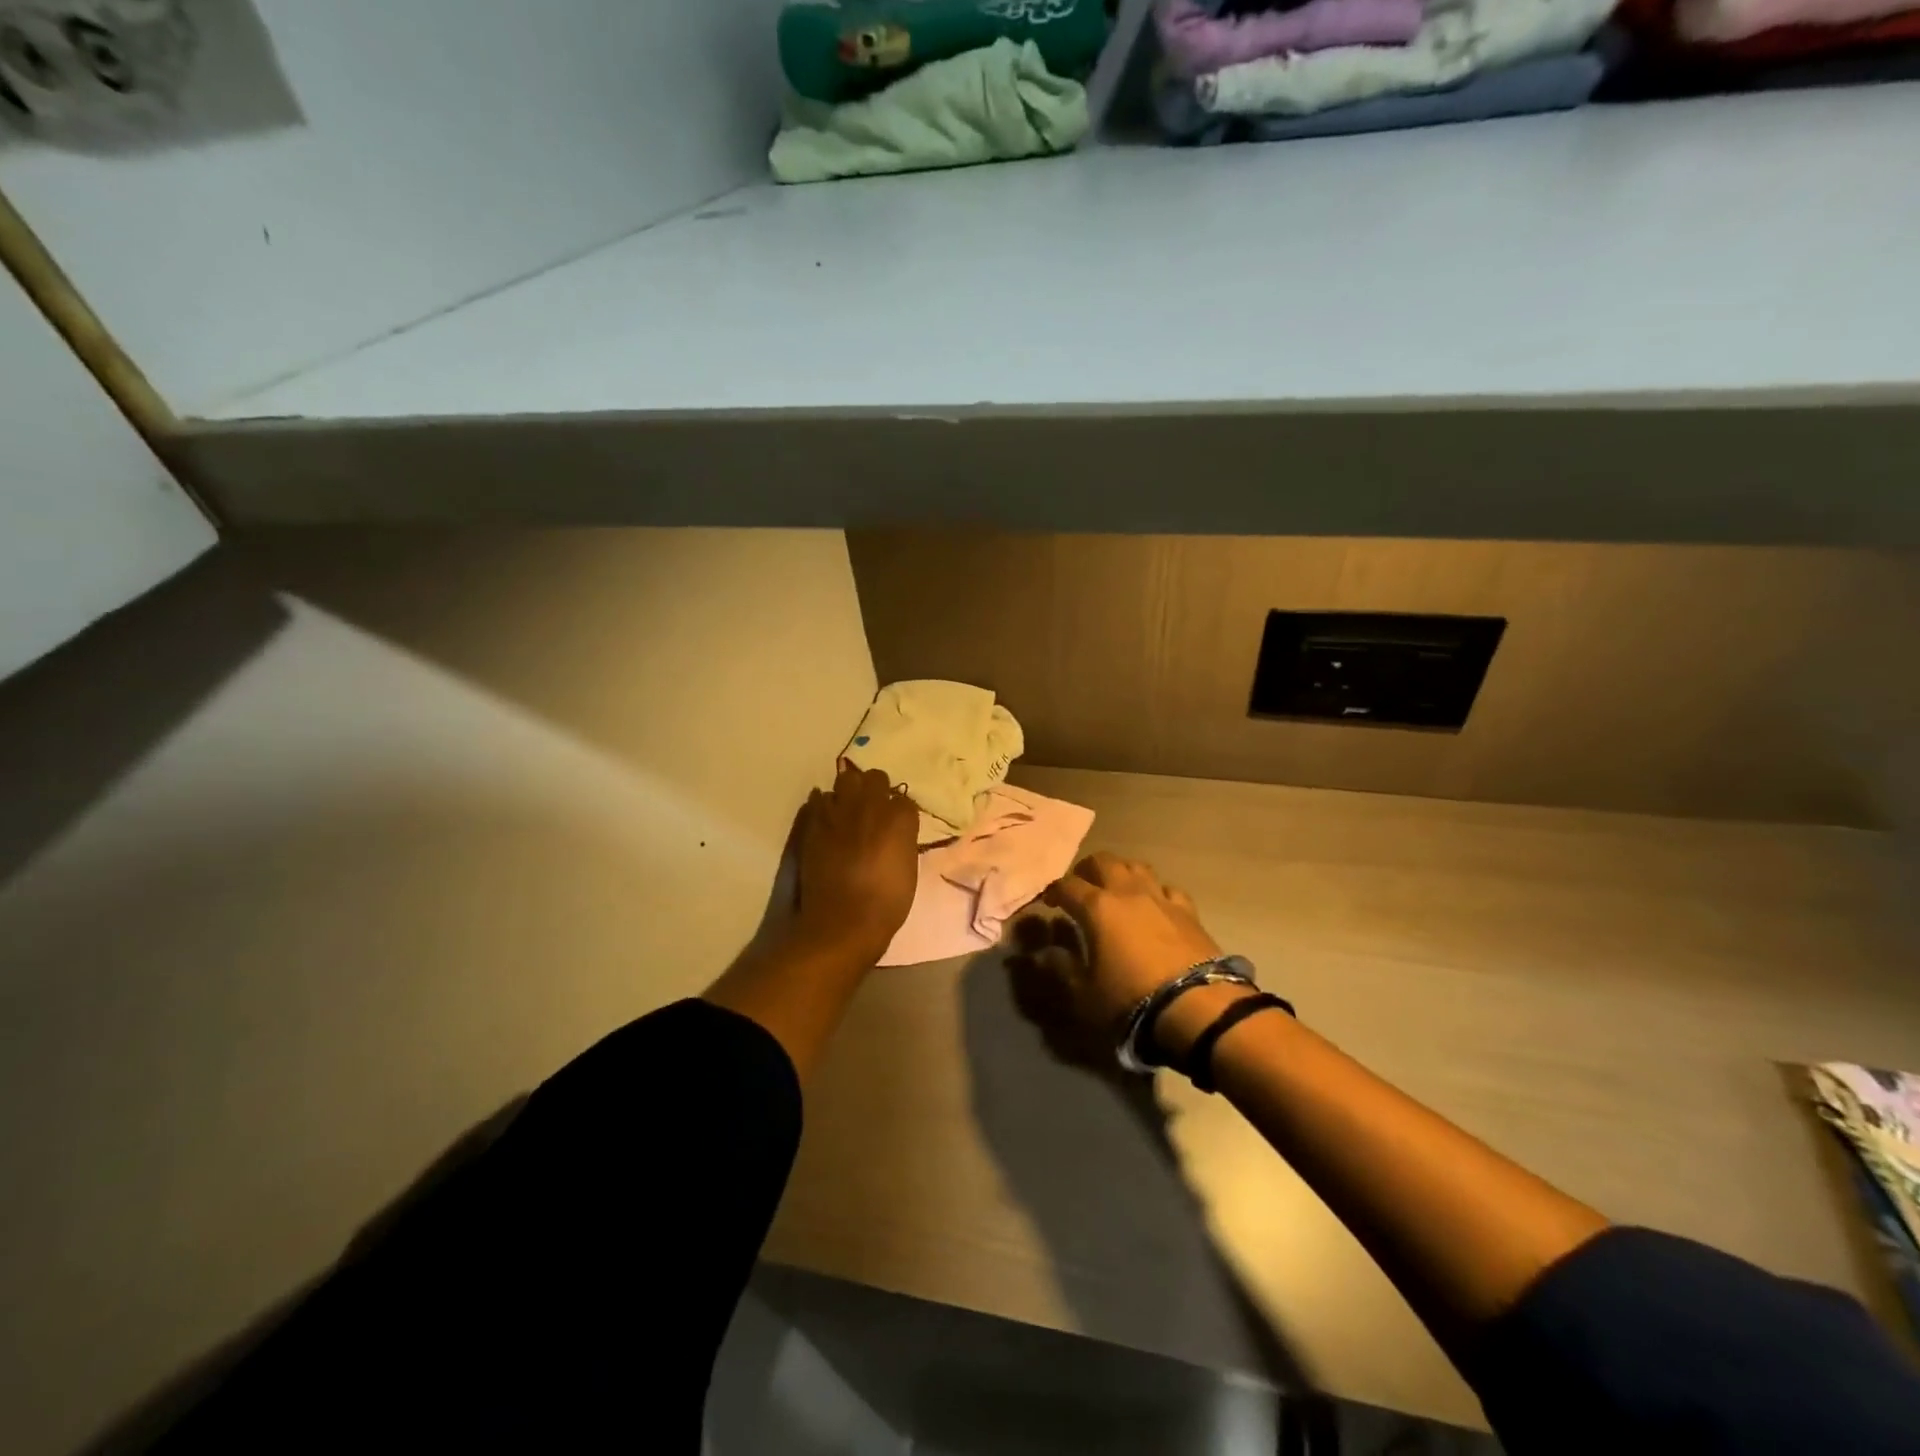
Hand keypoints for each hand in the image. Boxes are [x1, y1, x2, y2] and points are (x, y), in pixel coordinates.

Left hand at [787, 761, 918, 963]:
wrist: (843, 921)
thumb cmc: (886, 902)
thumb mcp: (908, 868)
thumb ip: (902, 840)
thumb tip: (896, 832)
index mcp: (900, 818)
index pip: (904, 799)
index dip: (899, 811)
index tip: (896, 824)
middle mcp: (871, 805)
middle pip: (875, 777)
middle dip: (875, 789)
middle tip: (873, 809)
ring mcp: (840, 811)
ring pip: (845, 780)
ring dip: (849, 792)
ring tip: (848, 810)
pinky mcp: (815, 822)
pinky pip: (819, 799)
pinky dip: (825, 806)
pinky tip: (828, 820)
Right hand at [1006, 852, 1221, 1066]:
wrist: (1196, 1008)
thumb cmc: (1131, 1000)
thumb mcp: (1084, 993)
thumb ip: (1061, 967)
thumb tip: (1042, 952)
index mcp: (1097, 908)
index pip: (1067, 886)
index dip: (1053, 891)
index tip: (1048, 902)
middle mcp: (1127, 892)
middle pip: (1103, 861)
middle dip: (1086, 870)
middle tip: (1080, 887)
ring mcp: (1161, 899)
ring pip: (1137, 867)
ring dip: (1121, 873)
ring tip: (1116, 889)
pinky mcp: (1189, 912)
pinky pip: (1167, 889)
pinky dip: (1155, 892)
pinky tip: (1155, 906)